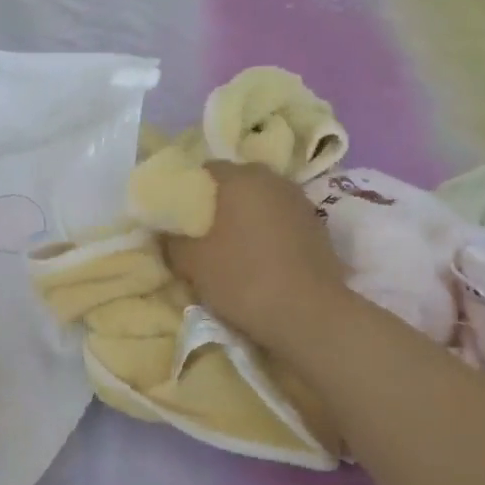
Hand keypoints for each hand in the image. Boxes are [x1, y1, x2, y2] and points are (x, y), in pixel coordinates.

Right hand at [163, 163, 347, 353]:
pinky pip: (282, 221)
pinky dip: (268, 232)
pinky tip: (260, 259)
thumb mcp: (191, 263)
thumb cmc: (242, 278)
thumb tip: (166, 232)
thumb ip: (172, 241)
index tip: (179, 215)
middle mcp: (273, 180)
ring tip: (231, 247)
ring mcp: (300, 202)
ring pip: (262, 202)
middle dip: (219, 202)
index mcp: (241, 178)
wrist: (308, 314)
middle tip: (201, 232)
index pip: (206, 170)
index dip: (188, 190)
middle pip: (237, 183)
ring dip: (246, 217)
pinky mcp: (318, 227)